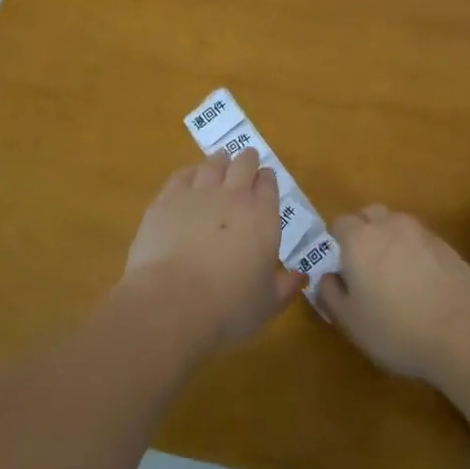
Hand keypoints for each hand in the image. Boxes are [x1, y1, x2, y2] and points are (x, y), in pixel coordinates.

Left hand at [124, 150, 305, 348]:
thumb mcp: (267, 304)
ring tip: (220, 164)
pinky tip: (190, 178)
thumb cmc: (228, 308)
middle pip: (243, 164)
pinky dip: (190, 173)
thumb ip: (286, 287)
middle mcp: (233, 196)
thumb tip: (302, 277)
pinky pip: (183, 175)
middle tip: (246, 162)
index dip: (267, 179)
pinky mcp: (167, 199)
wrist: (173, 302)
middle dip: (247, 161)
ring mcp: (198, 193)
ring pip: (213, 164)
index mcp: (263, 216)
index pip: (269, 183)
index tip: (265, 181)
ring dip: (220, 162)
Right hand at [316, 205, 469, 382]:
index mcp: (359, 239)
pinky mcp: (447, 246)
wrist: (464, 333)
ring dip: (390, 240)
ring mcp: (422, 233)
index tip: (340, 267)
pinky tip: (421, 283)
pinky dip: (415, 252)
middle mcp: (389, 226)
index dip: (336, 242)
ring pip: (397, 225)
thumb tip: (327, 277)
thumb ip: (330, 294)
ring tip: (395, 275)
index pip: (339, 223)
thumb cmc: (397, 329)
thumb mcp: (351, 322)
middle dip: (363, 232)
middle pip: (370, 214)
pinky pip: (420, 240)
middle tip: (365, 267)